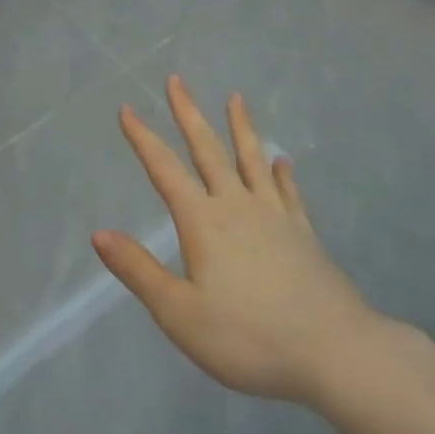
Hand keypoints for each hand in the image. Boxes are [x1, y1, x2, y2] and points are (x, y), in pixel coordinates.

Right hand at [92, 76, 383, 408]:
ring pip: (252, 160)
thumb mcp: (180, 314)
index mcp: (203, 222)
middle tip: (177, 81)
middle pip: (208, 150)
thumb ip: (138, 271)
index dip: (143, 138)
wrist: (335, 353)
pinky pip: (289, 192)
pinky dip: (282, 172)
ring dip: (240, 127)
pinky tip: (282, 161)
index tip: (126, 108)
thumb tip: (99, 234)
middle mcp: (237, 206)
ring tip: (236, 98)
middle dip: (188, 114)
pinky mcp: (303, 234)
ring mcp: (275, 216)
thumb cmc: (249, 337)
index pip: (164, 170)